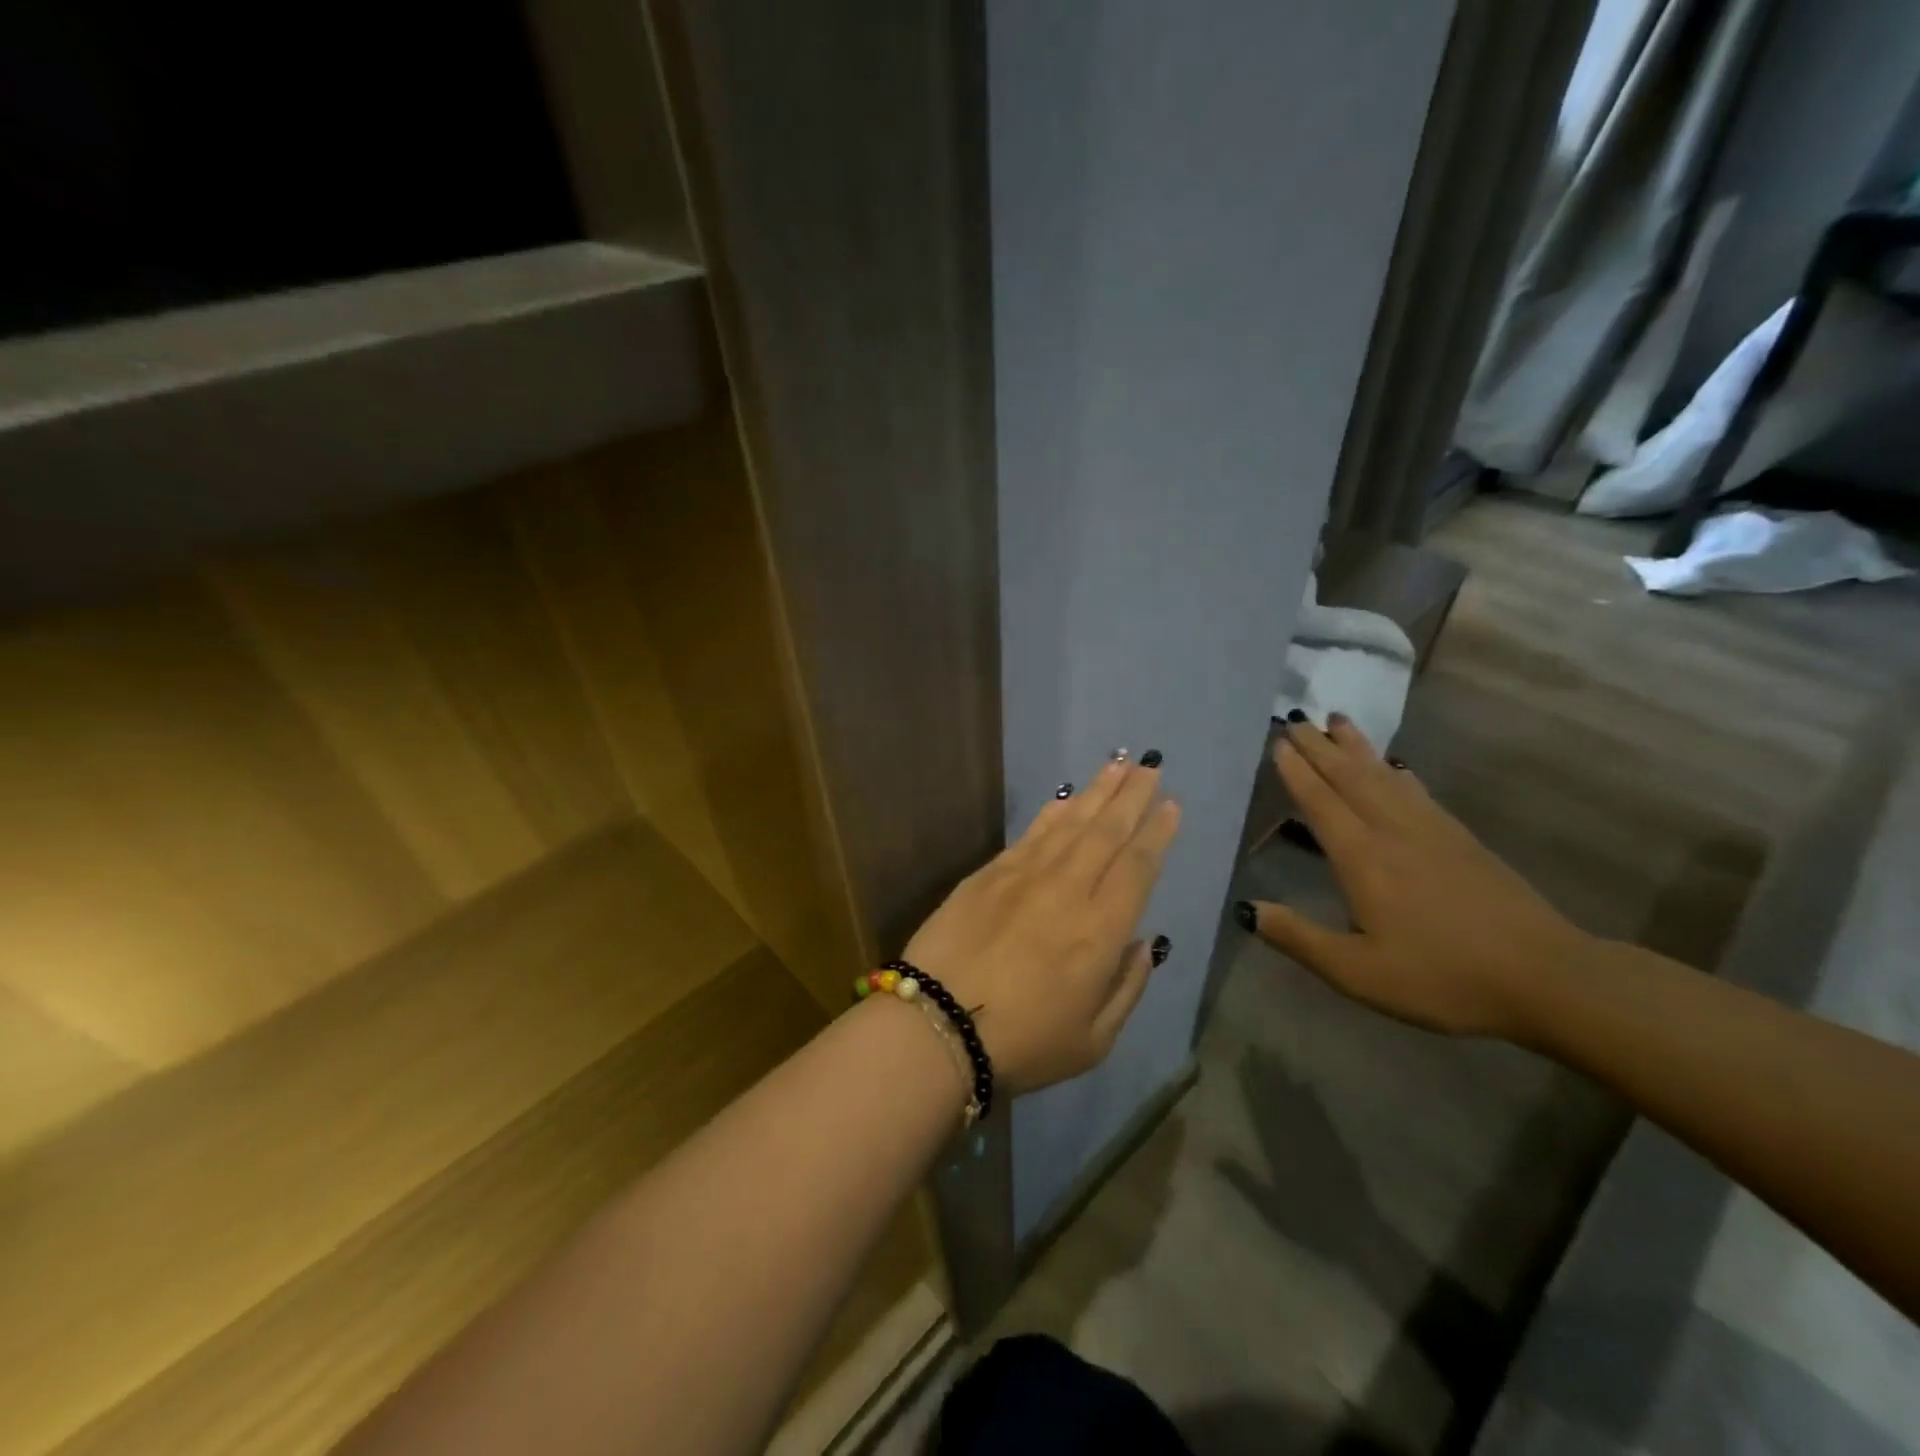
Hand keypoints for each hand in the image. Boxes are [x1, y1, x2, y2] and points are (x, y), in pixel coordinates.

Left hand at [901, 757, 1180, 1092]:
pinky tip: (1065, 798)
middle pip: (1107, 832)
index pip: (1137, 867)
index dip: (1156, 833)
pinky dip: (1052, 812)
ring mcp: (1025, 876)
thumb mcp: (1094, 1039)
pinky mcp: (989, 874)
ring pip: (1070, 823)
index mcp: (1101, 931)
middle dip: (1132, 796)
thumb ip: (1128, 987)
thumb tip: (1145, 942)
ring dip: (1097, 792)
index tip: (1170, 804)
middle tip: (1149, 766)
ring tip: (1117, 764)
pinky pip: (1031, 833)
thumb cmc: (1023, 1043)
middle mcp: (1068, 890)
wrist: (937, 1025)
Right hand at [1240, 716, 1591, 1039]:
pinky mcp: (1461, 840)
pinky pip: (1416, 791)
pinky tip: (1394, 766)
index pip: (1321, 803)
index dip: (1297, 772)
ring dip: (1357, 747)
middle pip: (1350, 778)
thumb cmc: (1442, 977)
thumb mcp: (1358, 972)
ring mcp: (1432, 831)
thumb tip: (1247, 909)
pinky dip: (1396, 771)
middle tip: (1296, 720)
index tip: (1278, 742)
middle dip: (1320, 747)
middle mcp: (1393, 832)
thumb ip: (1299, 938)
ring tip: (1337, 720)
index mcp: (1363, 859)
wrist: (1546, 977)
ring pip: (1384, 776)